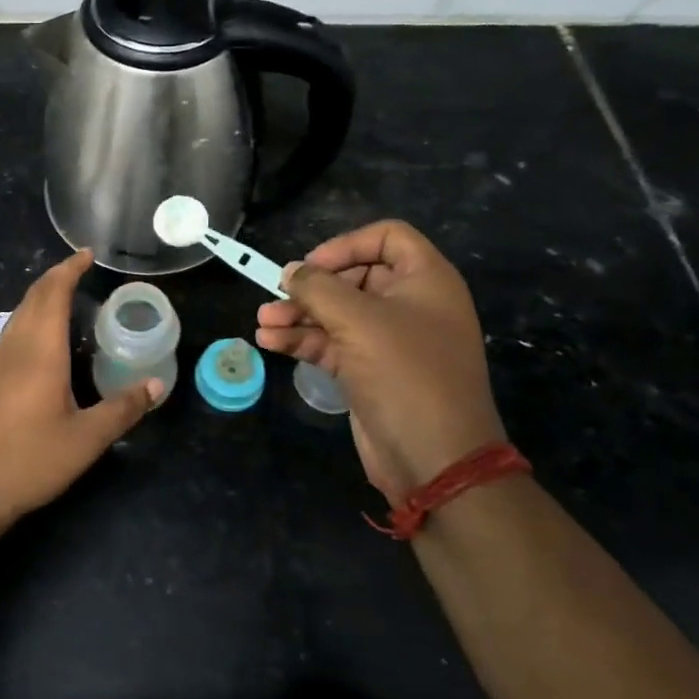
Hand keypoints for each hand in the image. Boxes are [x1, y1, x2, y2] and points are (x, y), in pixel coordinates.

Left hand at [0, 248, 162, 527]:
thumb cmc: (29, 461)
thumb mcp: (86, 440)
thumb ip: (123, 409)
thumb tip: (157, 385)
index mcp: (40, 352)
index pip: (53, 294)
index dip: (69, 270)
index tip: (86, 254)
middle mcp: (16, 347)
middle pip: (33, 297)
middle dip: (56, 276)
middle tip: (81, 268)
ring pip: (19, 312)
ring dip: (41, 295)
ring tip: (66, 293)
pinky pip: (12, 330)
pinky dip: (31, 315)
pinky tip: (43, 336)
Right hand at [256, 220, 505, 506]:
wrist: (435, 460)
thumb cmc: (405, 374)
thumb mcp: (358, 321)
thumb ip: (318, 288)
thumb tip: (291, 273)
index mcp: (426, 280)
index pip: (387, 237)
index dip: (347, 244)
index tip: (314, 265)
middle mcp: (410, 304)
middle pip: (354, 276)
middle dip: (312, 286)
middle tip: (279, 294)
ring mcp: (390, 340)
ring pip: (337, 312)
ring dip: (299, 314)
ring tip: (263, 321)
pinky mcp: (370, 371)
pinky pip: (332, 343)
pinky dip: (303, 340)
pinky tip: (270, 341)